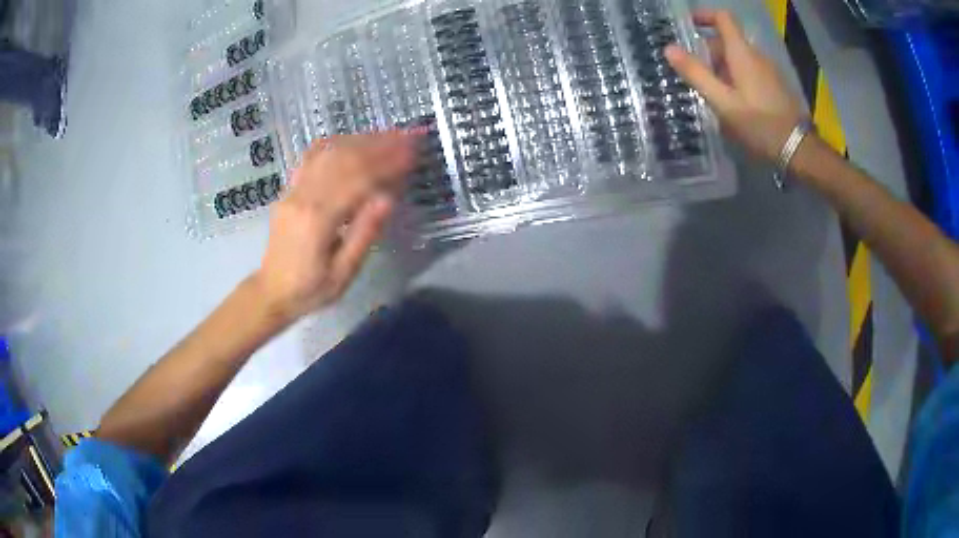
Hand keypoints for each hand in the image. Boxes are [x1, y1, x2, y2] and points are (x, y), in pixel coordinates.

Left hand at [255, 131, 418, 320]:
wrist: (271, 292)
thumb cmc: (310, 290)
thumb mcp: (343, 274)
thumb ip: (364, 234)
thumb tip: (388, 198)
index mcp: (318, 220)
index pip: (359, 180)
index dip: (388, 163)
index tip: (414, 153)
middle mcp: (303, 196)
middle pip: (345, 159)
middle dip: (380, 144)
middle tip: (409, 136)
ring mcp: (293, 190)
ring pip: (329, 152)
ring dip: (361, 140)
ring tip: (389, 135)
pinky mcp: (289, 189)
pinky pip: (311, 157)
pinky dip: (336, 143)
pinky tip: (353, 140)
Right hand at [665, 9, 805, 161]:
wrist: (798, 149)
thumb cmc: (759, 124)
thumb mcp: (723, 102)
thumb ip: (696, 73)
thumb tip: (668, 48)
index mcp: (742, 53)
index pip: (722, 17)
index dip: (704, 16)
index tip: (687, 26)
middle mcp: (756, 55)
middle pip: (728, 40)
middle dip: (708, 51)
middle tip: (695, 74)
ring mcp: (768, 70)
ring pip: (738, 57)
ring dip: (721, 67)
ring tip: (711, 92)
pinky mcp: (774, 85)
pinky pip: (749, 71)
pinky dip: (735, 77)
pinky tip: (732, 102)